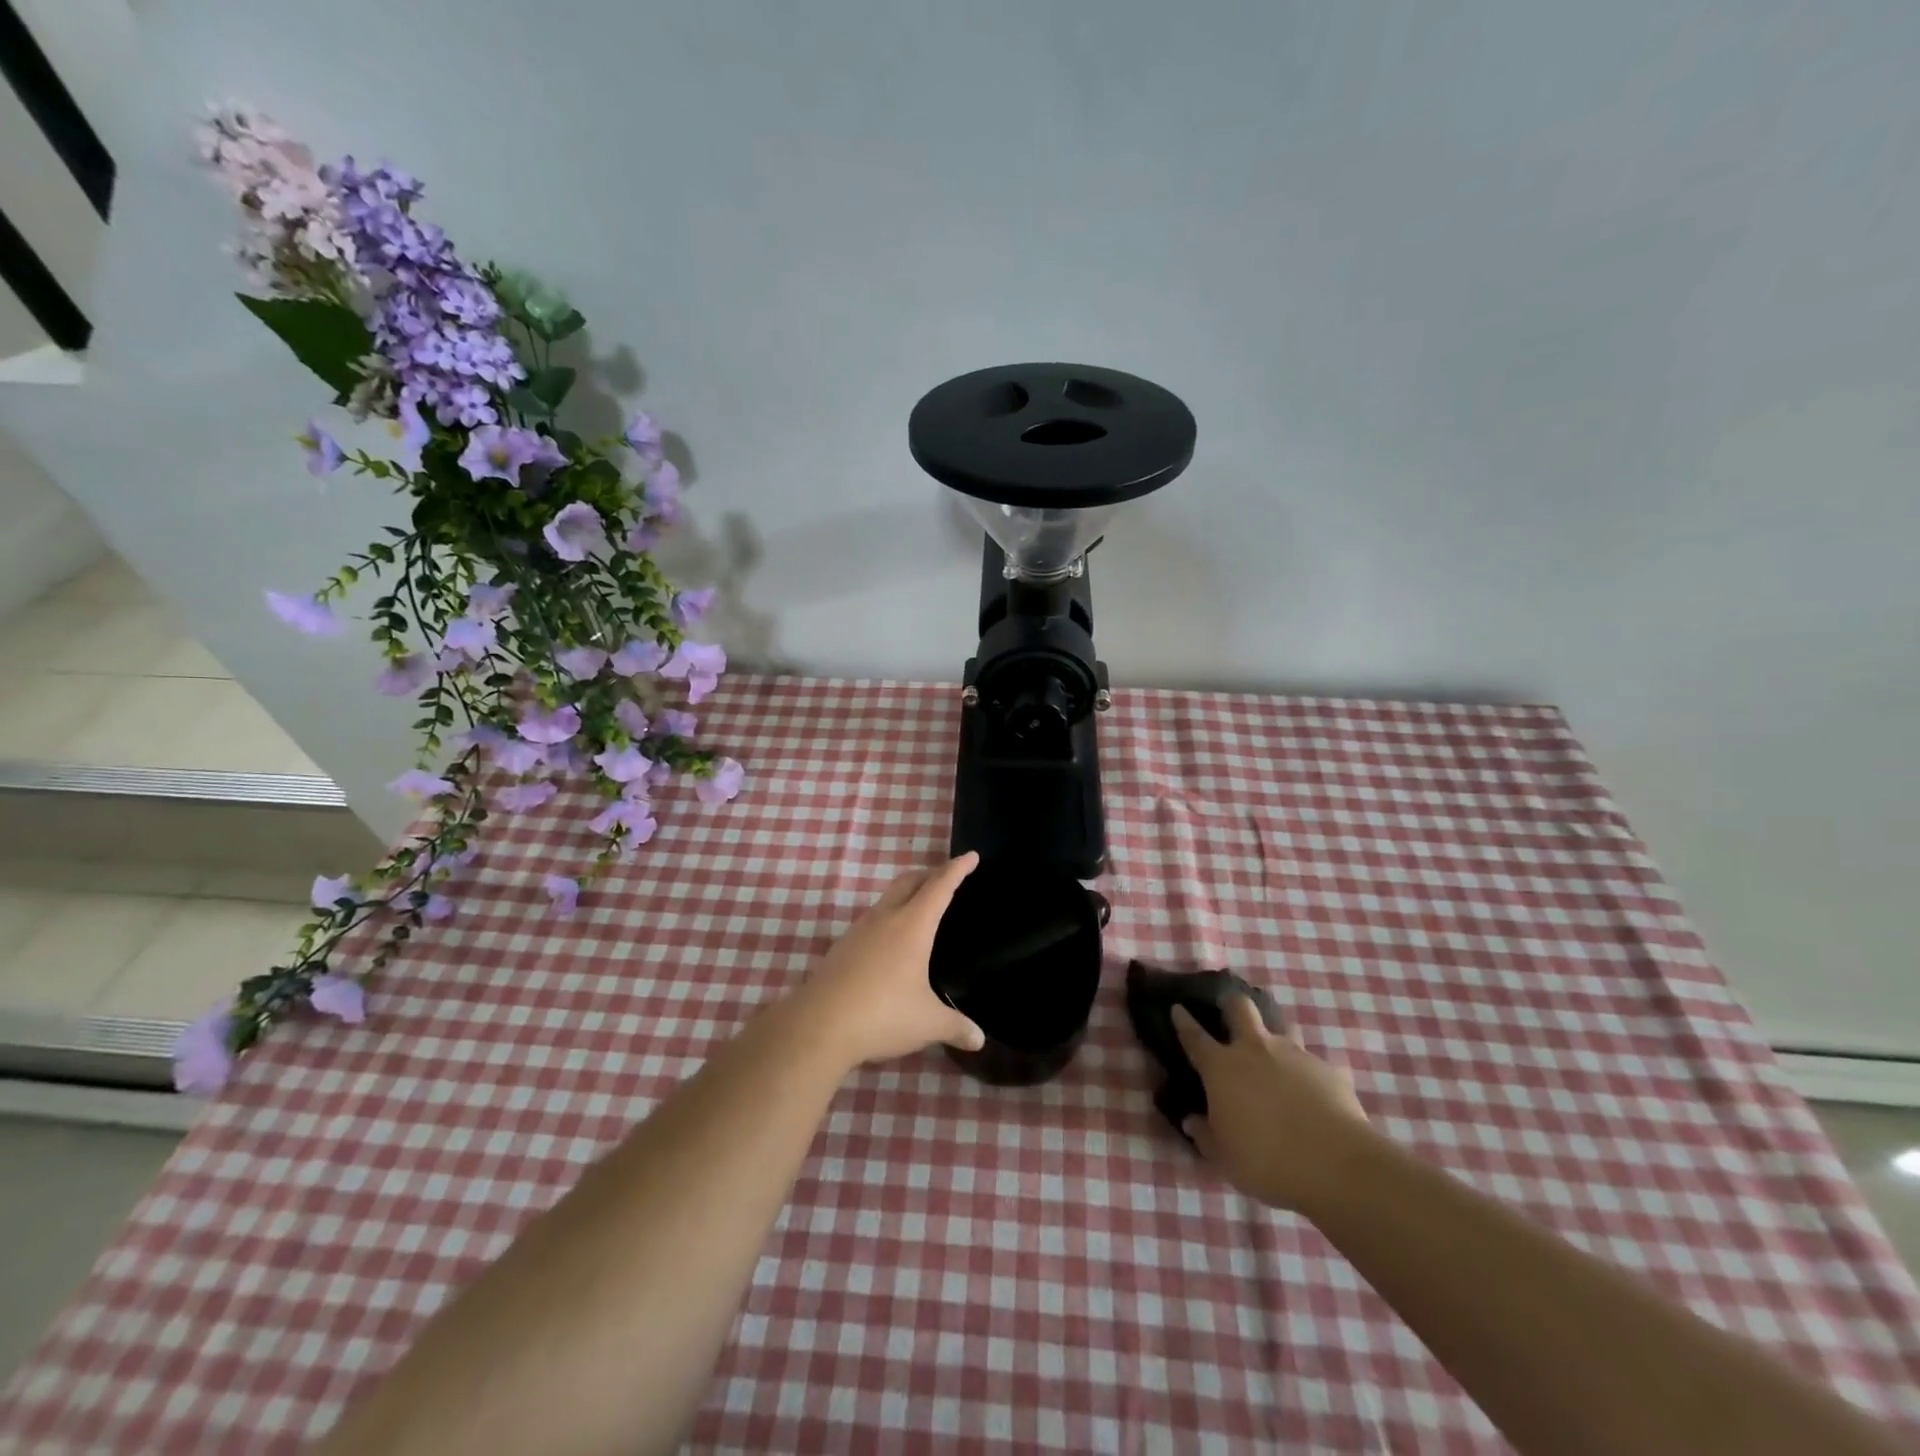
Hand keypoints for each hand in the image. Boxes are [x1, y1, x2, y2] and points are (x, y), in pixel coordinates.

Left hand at [795, 853, 986, 1068]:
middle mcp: (886, 918)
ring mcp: (860, 930)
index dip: (957, 869)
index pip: (940, 886)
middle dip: (930, 873)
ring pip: (888, 898)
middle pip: (909, 881)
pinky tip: (891, 943)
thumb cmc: (883, 1014)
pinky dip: (889, 918)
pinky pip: (872, 920)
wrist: (819, 1025)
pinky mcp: (842, 946)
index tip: (971, 856)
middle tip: (947, 877)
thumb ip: (956, 1027)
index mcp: (913, 925)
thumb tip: (979, 1040)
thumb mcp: (927, 1023)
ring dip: (907, 895)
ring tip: (920, 910)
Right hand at [1173, 995, 1371, 1212]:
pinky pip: (1314, 1066)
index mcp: (1222, 1068)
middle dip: (1231, 1003)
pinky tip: (1314, 1096)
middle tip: (1228, 1008)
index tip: (1177, 1008)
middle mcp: (1255, 1050)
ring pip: (1281, 1031)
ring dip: (1274, 1040)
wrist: (1336, 1165)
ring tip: (1276, 1059)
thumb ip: (1205, 1136)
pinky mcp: (1328, 1070)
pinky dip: (1309, 1076)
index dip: (1184, 1021)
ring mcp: (1294, 1055)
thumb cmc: (1267, 1160)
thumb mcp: (1225, 1158)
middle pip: (1240, 1008)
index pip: (1194, 1037)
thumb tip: (1191, 1121)